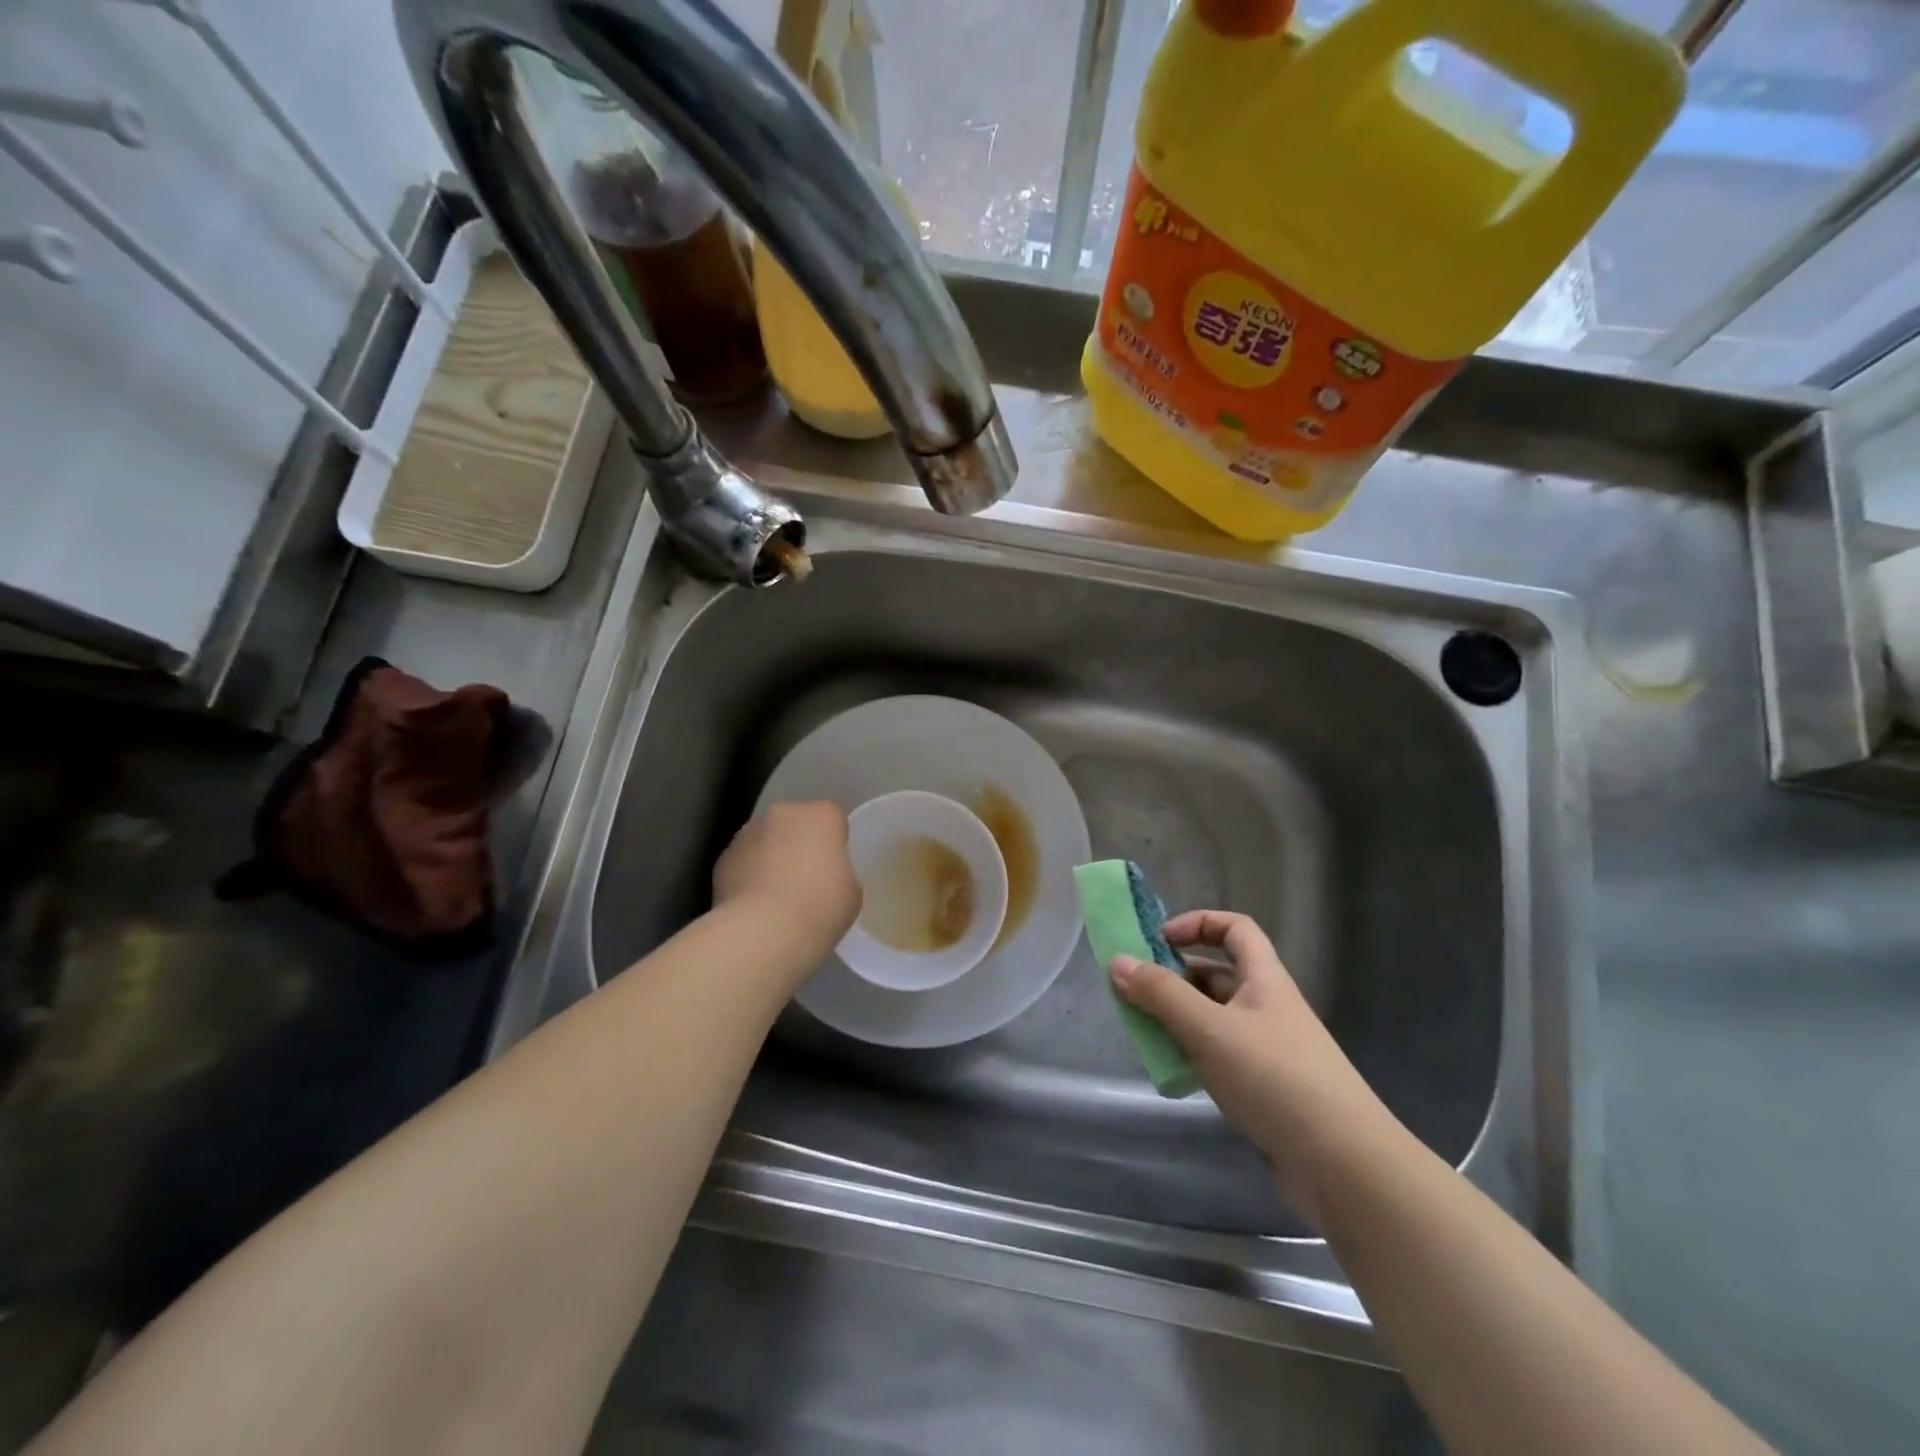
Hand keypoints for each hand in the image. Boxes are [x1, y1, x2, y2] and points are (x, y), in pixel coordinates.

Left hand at [713, 801, 861, 967]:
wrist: (762, 933)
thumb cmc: (819, 908)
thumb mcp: (851, 892)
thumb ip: (839, 872)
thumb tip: (823, 875)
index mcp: (821, 815)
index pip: (833, 817)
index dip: (835, 840)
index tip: (835, 865)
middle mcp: (783, 813)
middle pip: (796, 822)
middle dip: (800, 843)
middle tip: (807, 879)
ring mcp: (748, 833)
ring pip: (766, 840)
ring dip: (771, 857)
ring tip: (777, 897)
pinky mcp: (723, 858)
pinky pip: (743, 862)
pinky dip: (748, 876)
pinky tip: (754, 906)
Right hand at [1109, 909, 1397, 1227]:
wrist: (1344, 1166)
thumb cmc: (1275, 1079)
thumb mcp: (1209, 1029)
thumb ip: (1161, 994)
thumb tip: (1118, 961)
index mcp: (1264, 980)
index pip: (1234, 929)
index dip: (1197, 924)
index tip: (1159, 941)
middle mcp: (1268, 1007)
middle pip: (1217, 974)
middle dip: (1175, 978)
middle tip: (1135, 992)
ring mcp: (1269, 1050)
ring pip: (1214, 1018)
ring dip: (1179, 1019)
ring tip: (1143, 1032)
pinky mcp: (1266, 1089)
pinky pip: (1220, 1056)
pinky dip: (1193, 1055)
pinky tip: (1173, 1073)